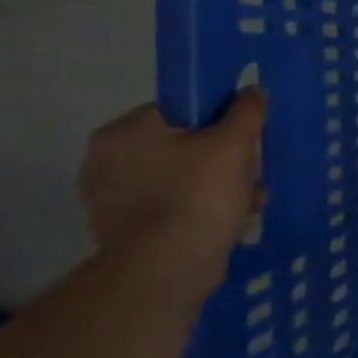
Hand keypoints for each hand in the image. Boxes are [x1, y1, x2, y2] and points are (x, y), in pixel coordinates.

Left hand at [79, 89, 265, 298]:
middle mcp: (105, 161)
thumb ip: (246, 111)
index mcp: (124, 132)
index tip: (243, 138)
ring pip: (180, 176)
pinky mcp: (122, 229)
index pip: (179, 109)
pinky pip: (170, 205)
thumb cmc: (198, 193)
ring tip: (249, 199)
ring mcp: (109, 198)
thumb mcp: (235, 143)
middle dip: (223, 158)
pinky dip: (199, 208)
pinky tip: (230, 219)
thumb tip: (252, 91)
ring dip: (217, 184)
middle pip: (183, 144)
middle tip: (251, 172)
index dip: (218, 120)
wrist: (167, 267)